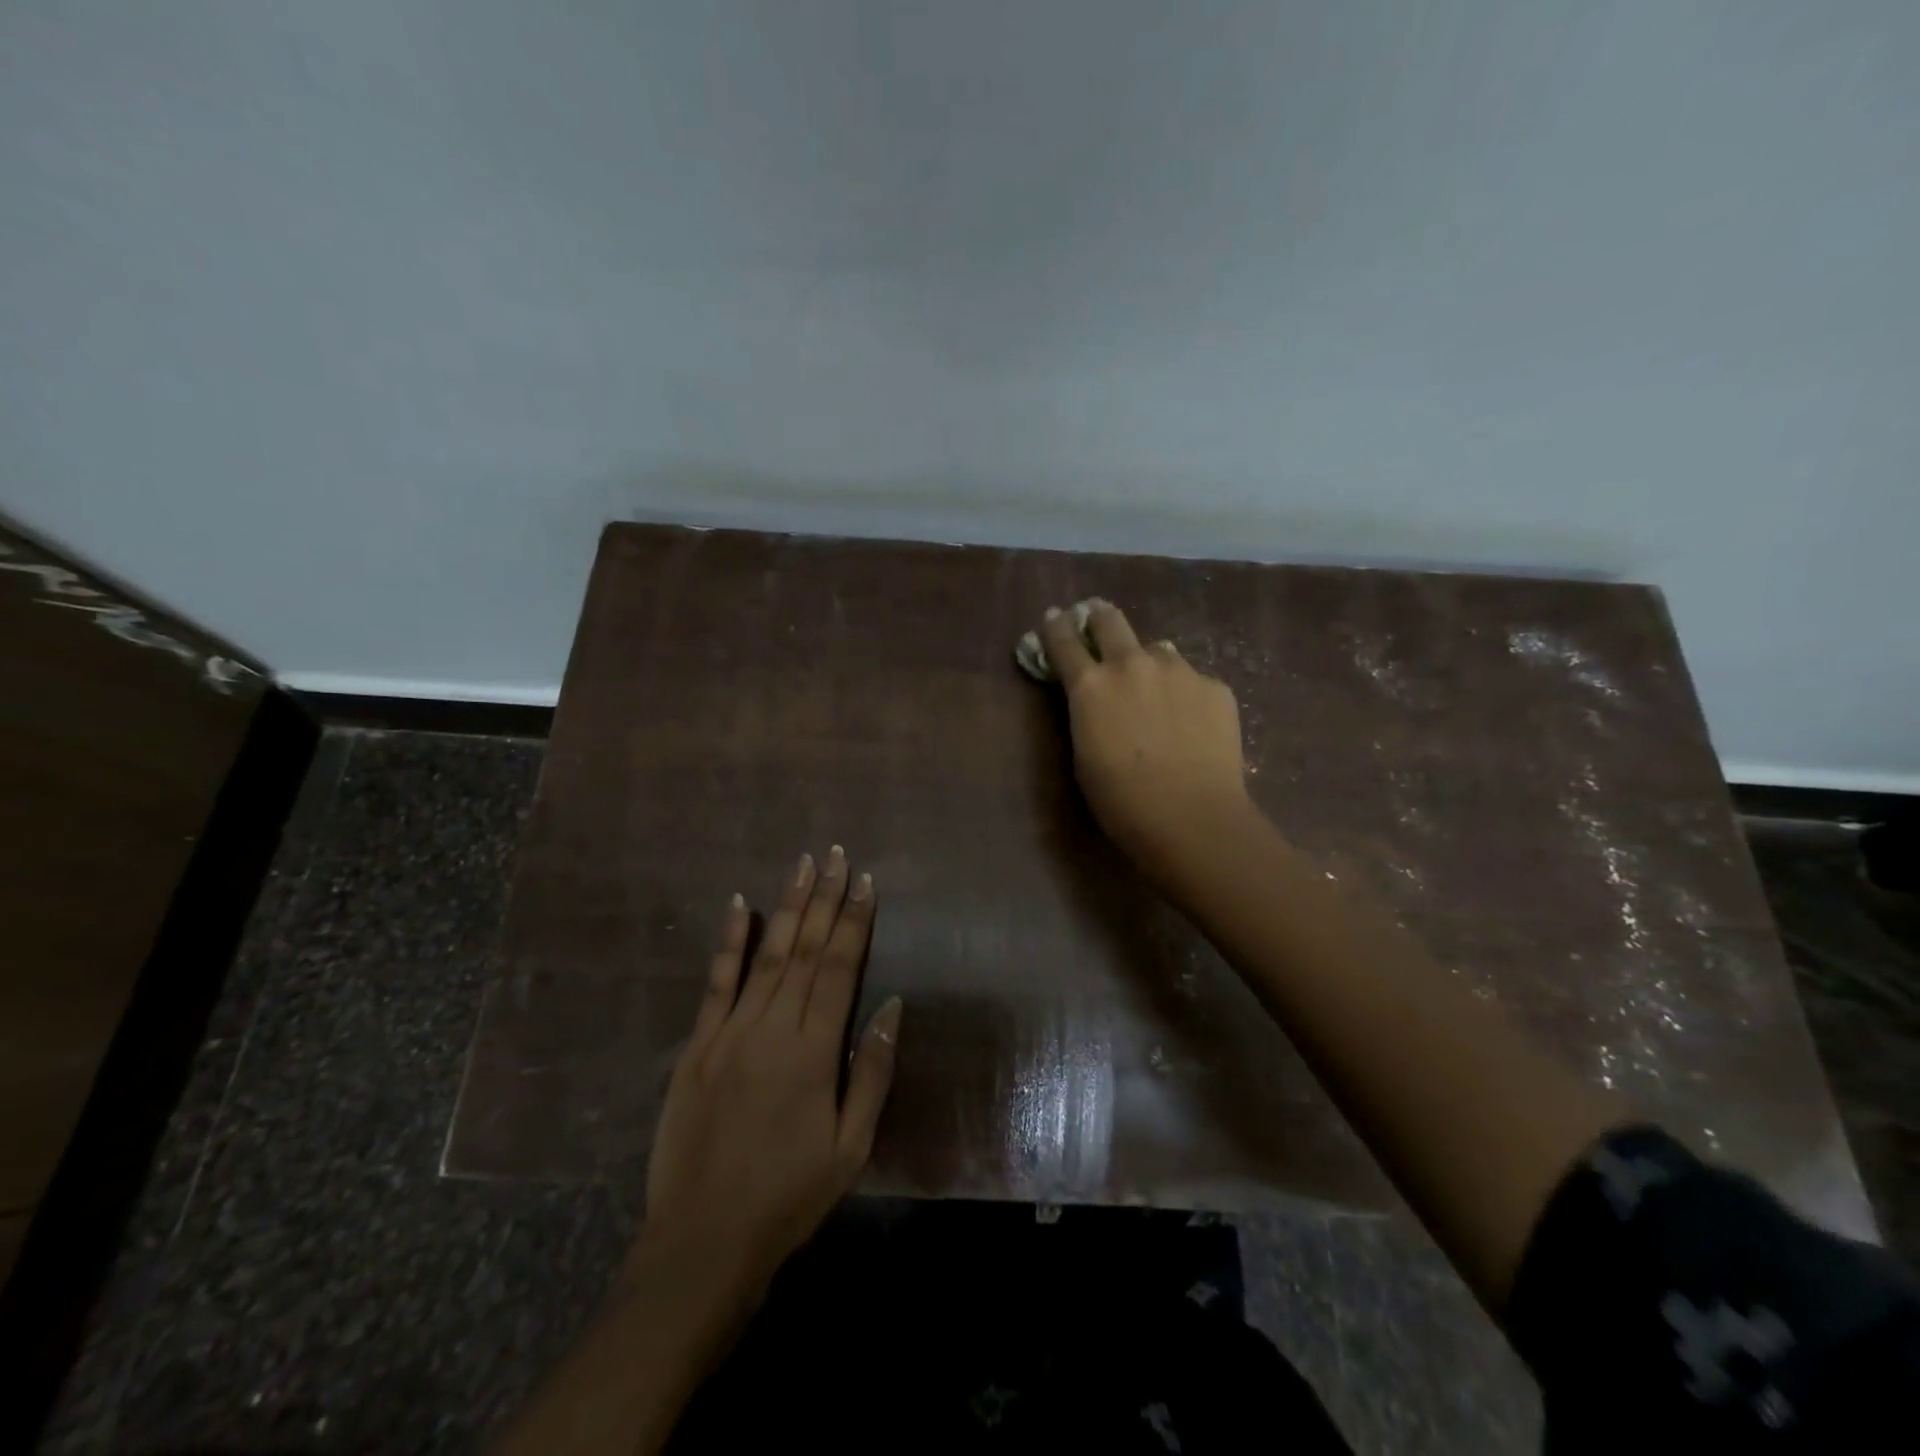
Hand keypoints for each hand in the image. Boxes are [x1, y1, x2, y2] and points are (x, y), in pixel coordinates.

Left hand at [637, 847, 901, 1309]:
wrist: (702, 1242)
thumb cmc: (789, 1196)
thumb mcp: (851, 1147)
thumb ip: (872, 1071)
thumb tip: (891, 1005)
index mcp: (814, 1051)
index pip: (840, 968)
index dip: (854, 921)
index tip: (865, 882)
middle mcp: (772, 1028)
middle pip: (806, 950)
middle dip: (825, 898)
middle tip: (837, 855)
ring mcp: (729, 1032)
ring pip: (766, 954)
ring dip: (787, 906)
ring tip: (803, 865)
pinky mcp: (696, 1045)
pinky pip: (715, 982)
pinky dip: (728, 941)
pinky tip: (737, 905)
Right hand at [1037, 599, 1254, 878]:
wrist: (1191, 817)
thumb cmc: (1121, 801)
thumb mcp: (1084, 754)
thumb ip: (1087, 714)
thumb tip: (1099, 694)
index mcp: (1090, 685)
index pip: (1064, 642)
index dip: (1056, 627)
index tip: (1054, 617)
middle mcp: (1132, 665)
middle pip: (1110, 621)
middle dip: (1099, 617)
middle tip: (1097, 618)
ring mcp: (1179, 671)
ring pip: (1158, 650)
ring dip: (1148, 662)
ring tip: (1155, 689)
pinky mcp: (1215, 687)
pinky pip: (1192, 680)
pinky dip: (1185, 693)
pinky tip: (1191, 724)